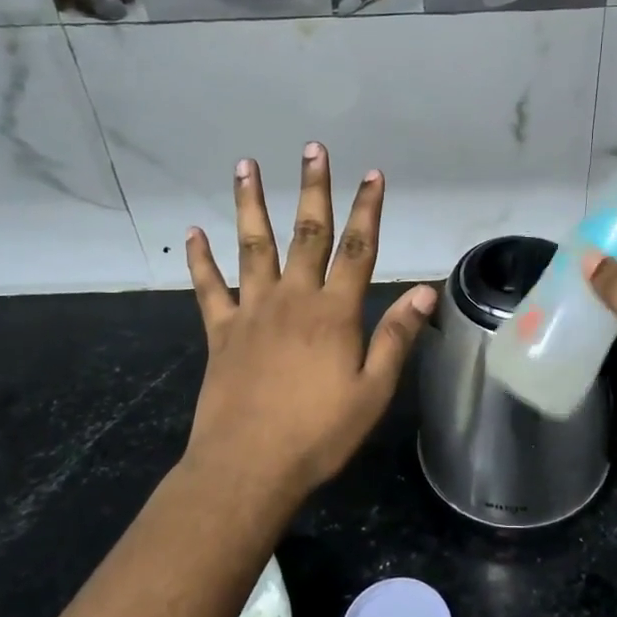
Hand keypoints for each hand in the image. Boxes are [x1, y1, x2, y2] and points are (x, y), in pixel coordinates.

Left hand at [182, 143, 436, 497]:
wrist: (248, 467)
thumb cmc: (319, 433)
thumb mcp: (373, 391)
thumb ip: (397, 337)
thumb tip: (424, 291)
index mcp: (334, 312)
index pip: (358, 249)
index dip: (368, 209)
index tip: (372, 174)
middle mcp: (293, 299)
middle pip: (307, 233)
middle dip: (313, 188)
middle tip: (312, 149)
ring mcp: (252, 311)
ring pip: (253, 246)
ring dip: (250, 204)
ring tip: (245, 166)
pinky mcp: (221, 332)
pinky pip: (209, 288)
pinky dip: (200, 259)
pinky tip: (192, 232)